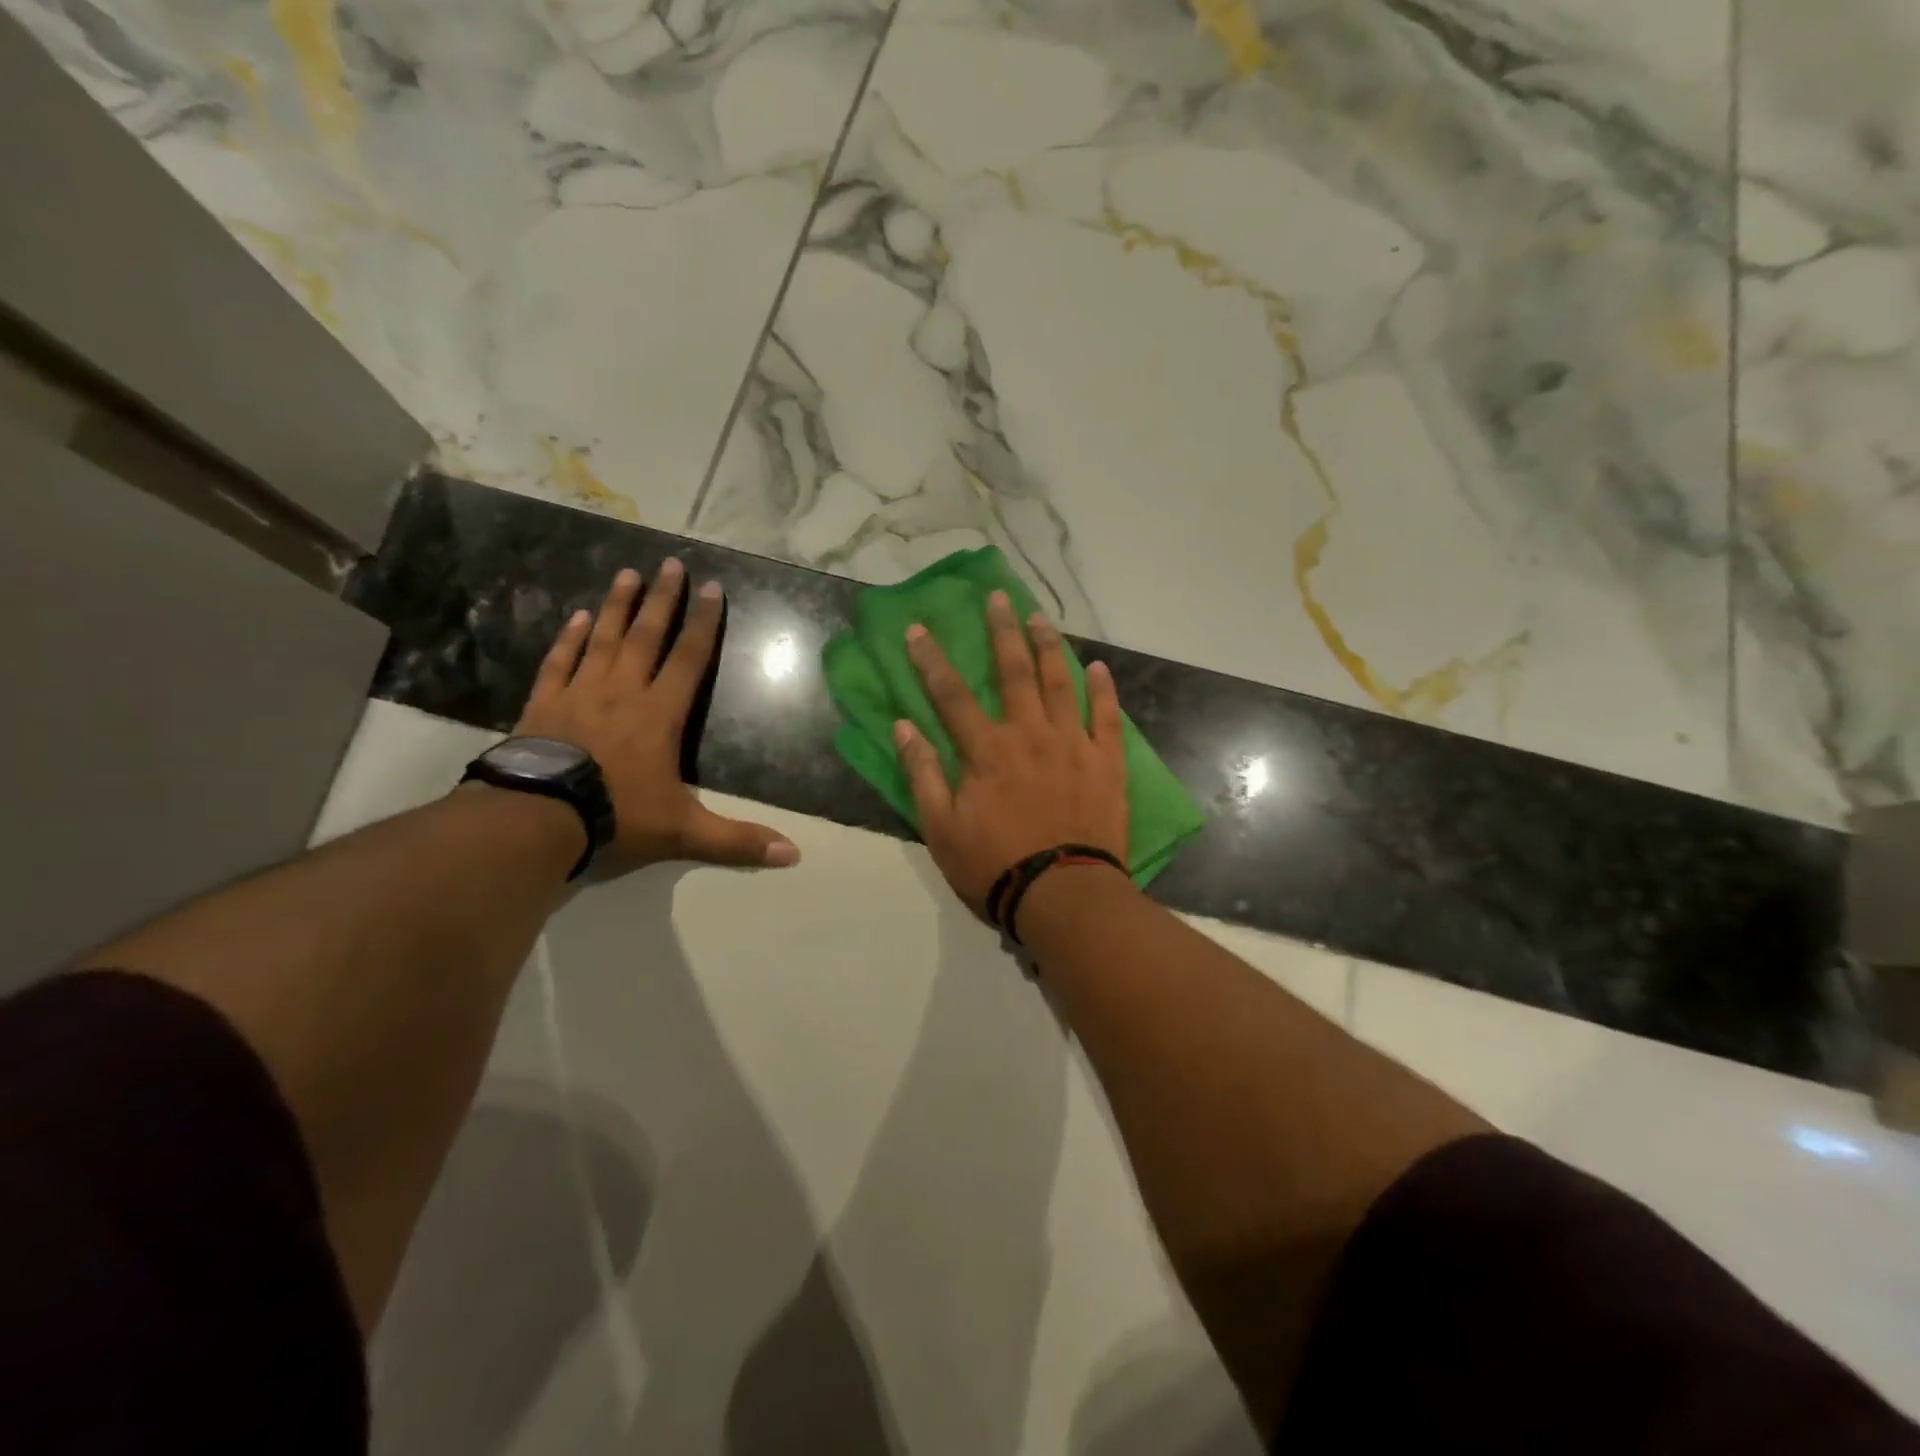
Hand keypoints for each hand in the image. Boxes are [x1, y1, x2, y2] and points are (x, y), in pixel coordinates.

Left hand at [514, 562, 799, 875]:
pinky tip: (580, 617)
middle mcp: (623, 692)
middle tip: (670, 563)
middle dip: (662, 600)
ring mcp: (580, 693)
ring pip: (604, 640)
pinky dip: (571, 638)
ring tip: (627, 573)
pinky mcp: (544, 703)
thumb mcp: (684, 832)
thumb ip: (737, 841)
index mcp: (660, 715)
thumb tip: (794, 855)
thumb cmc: (617, 816)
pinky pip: (560, 662)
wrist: (538, 818)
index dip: (704, 624)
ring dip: (618, 606)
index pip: (689, 660)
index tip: (712, 588)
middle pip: (647, 636)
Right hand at [895, 590, 1127, 919]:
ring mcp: (1072, 744)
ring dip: (1048, 646)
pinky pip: (1106, 716)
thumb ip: (923, 774)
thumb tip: (903, 726)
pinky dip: (1103, 690)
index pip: (951, 694)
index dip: (931, 660)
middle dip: (1002, 631)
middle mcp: (1029, 734)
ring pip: (1059, 682)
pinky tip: (1099, 667)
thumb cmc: (995, 865)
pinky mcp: (1105, 761)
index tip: (917, 629)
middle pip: (1013, 671)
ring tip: (1041, 617)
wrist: (1063, 895)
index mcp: (986, 750)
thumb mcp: (942, 828)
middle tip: (998, 597)